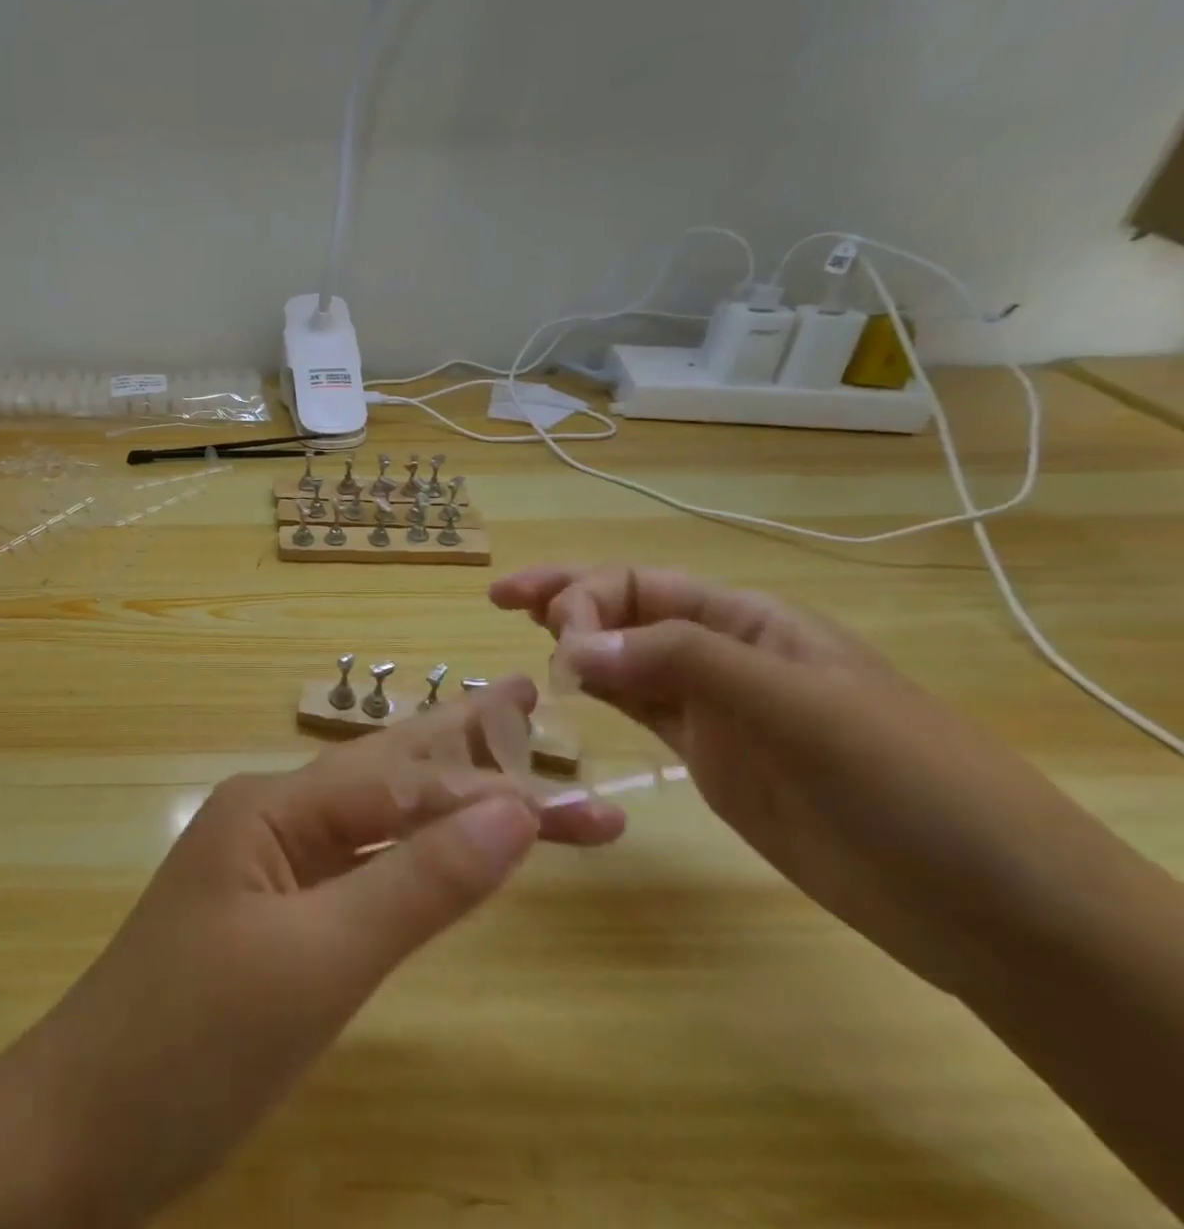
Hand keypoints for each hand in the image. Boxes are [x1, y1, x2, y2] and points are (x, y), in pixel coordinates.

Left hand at [0, 676, 624, 1224]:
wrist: (76, 1130)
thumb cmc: (193, 1042)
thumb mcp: (318, 962)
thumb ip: (418, 884)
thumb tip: (514, 810)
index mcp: (272, 806)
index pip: (403, 783)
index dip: (492, 787)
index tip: (586, 801)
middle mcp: (269, 818)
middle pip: (385, 775)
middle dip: (463, 747)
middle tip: (526, 700)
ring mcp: (265, 868)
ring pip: (371, 821)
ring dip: (442, 801)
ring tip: (502, 765)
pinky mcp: (268, 919)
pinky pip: (352, 869)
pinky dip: (406, 857)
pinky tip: (433, 849)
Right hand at [491, 564, 1133, 998]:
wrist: (989, 908)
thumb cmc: (906, 783)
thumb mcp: (800, 707)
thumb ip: (684, 661)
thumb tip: (573, 645)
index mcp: (749, 622)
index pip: (642, 586)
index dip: (586, 598)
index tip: (555, 644)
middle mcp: (723, 653)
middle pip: (625, 611)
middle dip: (564, 600)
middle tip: (503, 602)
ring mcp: (713, 708)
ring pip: (623, 658)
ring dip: (573, 645)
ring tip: (522, 641)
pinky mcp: (707, 757)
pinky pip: (636, 709)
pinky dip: (595, 693)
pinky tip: (563, 692)